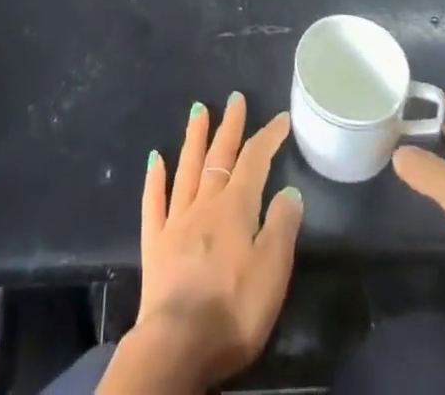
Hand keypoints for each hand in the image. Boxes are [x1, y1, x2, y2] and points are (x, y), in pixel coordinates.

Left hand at [100, 94, 303, 392]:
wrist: (177, 345)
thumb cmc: (233, 310)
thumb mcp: (272, 272)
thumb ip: (282, 228)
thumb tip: (290, 191)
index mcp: (235, 208)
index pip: (255, 161)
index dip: (268, 137)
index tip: (281, 119)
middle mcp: (204, 204)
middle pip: (219, 157)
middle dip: (229, 126)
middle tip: (235, 98)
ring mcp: (176, 221)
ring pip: (186, 169)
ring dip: (194, 138)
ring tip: (198, 110)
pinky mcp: (154, 244)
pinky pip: (154, 203)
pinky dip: (155, 179)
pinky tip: (154, 159)